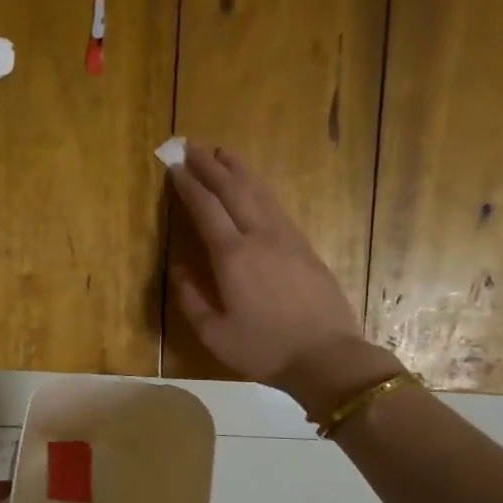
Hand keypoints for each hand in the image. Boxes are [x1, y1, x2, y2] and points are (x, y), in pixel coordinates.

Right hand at [167, 144, 397, 409]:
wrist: (327, 356)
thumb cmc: (265, 349)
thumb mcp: (214, 334)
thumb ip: (191, 299)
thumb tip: (179, 268)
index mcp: (232, 257)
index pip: (206, 209)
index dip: (189, 186)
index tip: (175, 166)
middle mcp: (259, 237)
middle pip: (233, 190)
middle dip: (210, 166)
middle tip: (192, 146)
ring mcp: (286, 238)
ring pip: (259, 192)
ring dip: (238, 169)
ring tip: (223, 153)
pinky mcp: (305, 246)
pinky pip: (277, 206)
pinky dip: (260, 188)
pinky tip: (254, 186)